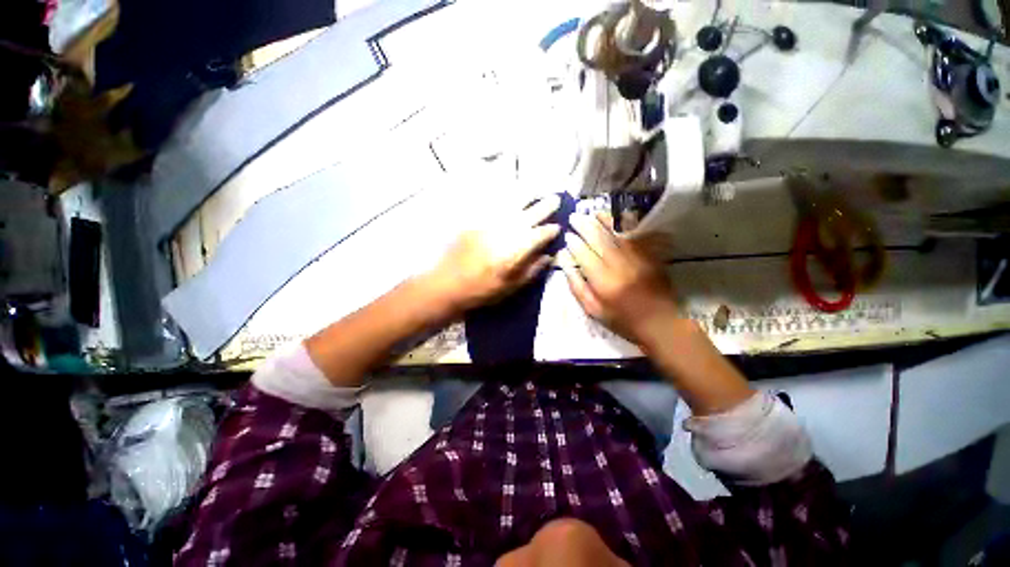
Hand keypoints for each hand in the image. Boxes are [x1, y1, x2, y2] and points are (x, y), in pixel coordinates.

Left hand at [423, 195, 560, 312]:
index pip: (539, 235)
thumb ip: (532, 270)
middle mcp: (505, 232)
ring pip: (513, 204)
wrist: (447, 285)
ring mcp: (489, 223)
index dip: (551, 230)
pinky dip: (506, 198)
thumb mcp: (511, 287)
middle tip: (556, 199)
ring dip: (528, 196)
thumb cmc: (482, 290)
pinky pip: (494, 204)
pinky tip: (511, 195)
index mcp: (515, 250)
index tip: (558, 227)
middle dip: (545, 206)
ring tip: (537, 191)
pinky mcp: (476, 221)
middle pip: (530, 214)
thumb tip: (549, 256)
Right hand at [560, 212, 679, 346]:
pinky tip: (620, 216)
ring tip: (593, 212)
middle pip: (599, 239)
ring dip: (604, 220)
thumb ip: (577, 286)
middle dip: (585, 225)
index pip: (584, 254)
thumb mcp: (592, 310)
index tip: (567, 235)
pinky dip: (628, 224)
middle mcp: (619, 265)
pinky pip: (638, 235)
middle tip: (575, 216)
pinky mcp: (650, 256)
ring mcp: (637, 258)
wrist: (659, 323)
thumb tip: (565, 263)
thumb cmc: (621, 320)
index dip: (574, 243)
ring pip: (617, 233)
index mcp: (602, 281)